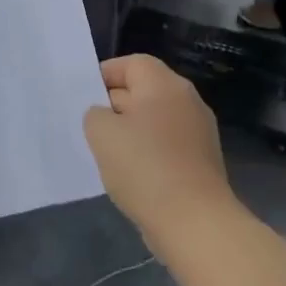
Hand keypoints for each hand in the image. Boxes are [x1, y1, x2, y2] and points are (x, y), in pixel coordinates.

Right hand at [84, 55, 236, 257]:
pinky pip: (166, 145)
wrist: (194, 222)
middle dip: (115, 104)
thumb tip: (106, 115)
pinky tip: (131, 174)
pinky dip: (148, 153)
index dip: (105, 74)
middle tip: (89, 126)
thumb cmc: (144, 167)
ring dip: (131, 131)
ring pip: (154, 120)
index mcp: (164, 85)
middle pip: (144, 90)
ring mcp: (199, 132)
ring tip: (106, 152)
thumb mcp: (101, 133)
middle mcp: (187, 100)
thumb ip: (95, 114)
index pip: (132, 63)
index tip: (84, 97)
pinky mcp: (202, 161)